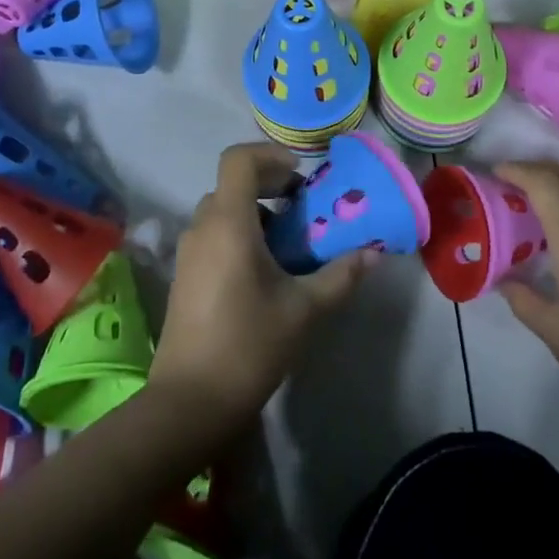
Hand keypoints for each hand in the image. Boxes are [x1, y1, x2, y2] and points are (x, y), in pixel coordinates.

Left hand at [150, 144, 374, 436]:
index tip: (301, 177)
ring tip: (291, 243)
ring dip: (257, 214)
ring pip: (223, 211)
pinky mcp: (185, 276)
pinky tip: (267, 272)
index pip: (238, 159)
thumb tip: (373, 254)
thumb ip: (340, 275)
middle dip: (270, 187)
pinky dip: (241, 235)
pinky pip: (214, 235)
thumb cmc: (249, 344)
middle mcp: (202, 228)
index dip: (271, 156)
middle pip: (233, 184)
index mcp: (228, 223)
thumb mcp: (304, 309)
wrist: (190, 402)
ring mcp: (189, 252)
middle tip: (305, 208)